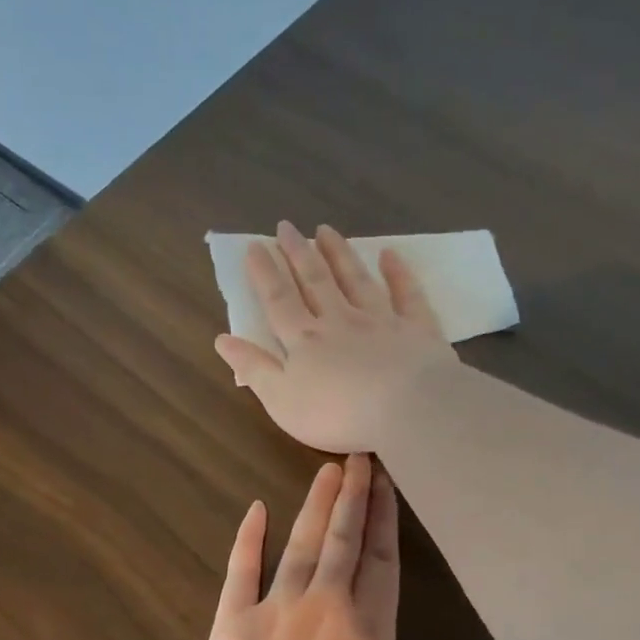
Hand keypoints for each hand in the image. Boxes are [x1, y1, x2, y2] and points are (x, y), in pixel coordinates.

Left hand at [193, 453, 519, 639]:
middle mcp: (324, 606)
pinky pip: (240, 570)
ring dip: (315, 507)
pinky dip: (249, 538)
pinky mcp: (231, 624)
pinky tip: (257, 509)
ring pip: (300, 546)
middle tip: (357, 457)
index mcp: (368, 629)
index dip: (385, 520)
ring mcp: (274, 611)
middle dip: (353, 498)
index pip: (382, 561)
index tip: (386, 483)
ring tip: (327, 470)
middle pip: (343, 541)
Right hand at [215, 222, 458, 453]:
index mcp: (305, 341)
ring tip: (326, 230)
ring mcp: (381, 321)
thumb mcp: (282, 400)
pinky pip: (406, 295)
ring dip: (339, 255)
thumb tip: (222, 339)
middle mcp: (340, 321)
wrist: (406, 409)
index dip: (264, 274)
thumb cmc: (337, 413)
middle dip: (298, 253)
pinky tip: (390, 255)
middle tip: (286, 226)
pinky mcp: (417, 330)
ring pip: (356, 280)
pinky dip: (398, 273)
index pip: (279, 301)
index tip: (256, 246)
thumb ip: (254, 369)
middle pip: (315, 282)